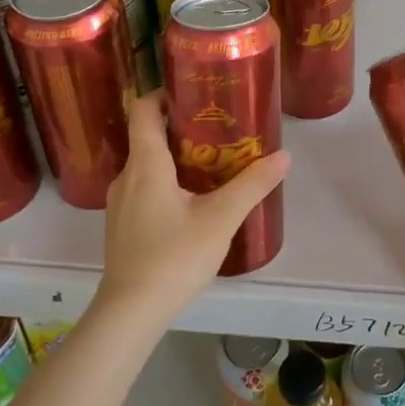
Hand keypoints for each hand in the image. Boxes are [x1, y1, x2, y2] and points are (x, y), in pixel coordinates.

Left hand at [96, 92, 290, 324]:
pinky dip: (166, 180)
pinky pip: (143, 187)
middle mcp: (127, 176)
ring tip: (212, 161)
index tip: (194, 92)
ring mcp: (120, 203)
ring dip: (175, 156)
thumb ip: (252, 185)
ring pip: (147, 164)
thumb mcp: (221, 219)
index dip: (164, 93)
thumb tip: (284, 156)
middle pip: (147, 135)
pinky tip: (193, 199)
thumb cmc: (173, 257)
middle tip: (218, 127)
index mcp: (146, 164)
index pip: (143, 109)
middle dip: (181, 126)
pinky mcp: (122, 224)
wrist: (130, 313)